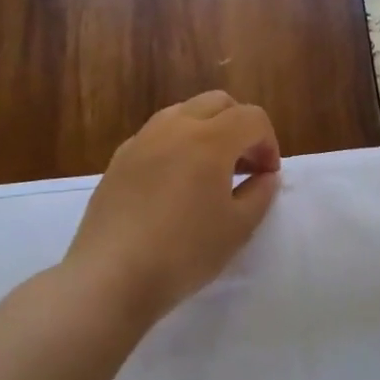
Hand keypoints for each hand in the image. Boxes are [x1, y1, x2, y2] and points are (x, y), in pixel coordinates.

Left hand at [63, 90, 280, 323]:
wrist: (110, 277)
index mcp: (210, 139)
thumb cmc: (184, 252)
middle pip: (218, 103)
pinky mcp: (119, 159)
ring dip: (207, 130)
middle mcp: (175, 127)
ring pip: (184, 112)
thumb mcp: (238, 228)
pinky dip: (177, 144)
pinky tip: (175, 183)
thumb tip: (265, 177)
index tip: (267, 176)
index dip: (269, 143)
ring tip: (210, 171)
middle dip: (240, 126)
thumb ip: (260, 194)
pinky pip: (157, 135)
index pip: (252, 118)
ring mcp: (142, 140)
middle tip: (245, 165)